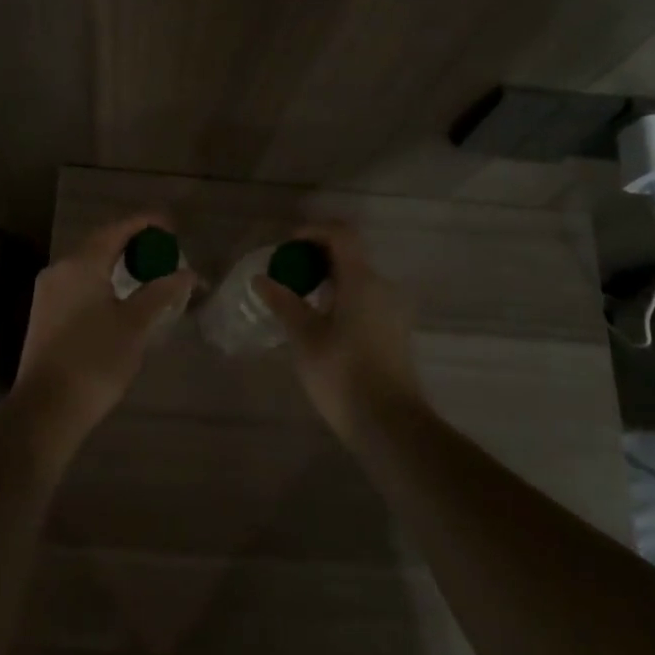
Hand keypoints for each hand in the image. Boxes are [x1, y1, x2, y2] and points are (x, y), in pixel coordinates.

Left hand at [14, 214, 196, 439]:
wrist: (47, 407)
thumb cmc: (96, 360)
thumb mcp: (135, 324)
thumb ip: (161, 292)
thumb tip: (187, 273)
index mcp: (81, 263)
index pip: (118, 229)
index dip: (146, 223)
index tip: (172, 226)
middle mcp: (60, 268)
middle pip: (100, 243)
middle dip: (132, 242)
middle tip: (163, 250)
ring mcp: (48, 291)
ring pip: (88, 264)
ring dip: (116, 262)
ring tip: (146, 272)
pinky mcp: (44, 312)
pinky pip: (78, 282)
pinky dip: (102, 280)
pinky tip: (118, 296)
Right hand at [254, 224, 424, 444]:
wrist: (389, 423)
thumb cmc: (342, 374)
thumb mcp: (304, 336)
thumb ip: (283, 302)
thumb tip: (261, 279)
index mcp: (361, 280)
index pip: (341, 234)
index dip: (313, 231)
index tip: (287, 245)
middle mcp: (382, 287)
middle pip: (349, 255)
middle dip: (316, 257)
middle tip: (287, 273)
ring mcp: (392, 310)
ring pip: (357, 279)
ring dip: (328, 279)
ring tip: (298, 299)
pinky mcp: (393, 331)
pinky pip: (364, 299)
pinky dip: (341, 298)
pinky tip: (320, 322)